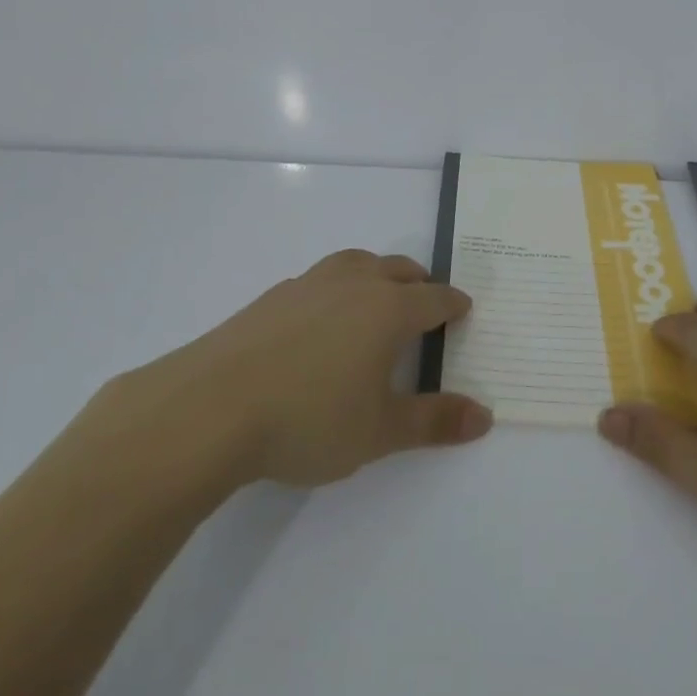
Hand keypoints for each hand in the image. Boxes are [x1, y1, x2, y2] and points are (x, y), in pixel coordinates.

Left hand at [95, 249, 492, 492]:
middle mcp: (354, 284)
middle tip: (426, 302)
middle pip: (398, 269)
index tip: (463, 310)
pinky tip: (321, 320)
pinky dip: (337, 288)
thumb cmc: (309, 419)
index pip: (434, 298)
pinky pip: (320, 279)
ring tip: (377, 297)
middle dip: (419, 283)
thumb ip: (434, 422)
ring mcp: (309, 284)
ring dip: (377, 274)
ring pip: (356, 263)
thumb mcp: (380, 431)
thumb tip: (485, 416)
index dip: (453, 305)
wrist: (211, 407)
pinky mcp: (273, 296)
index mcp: (387, 309)